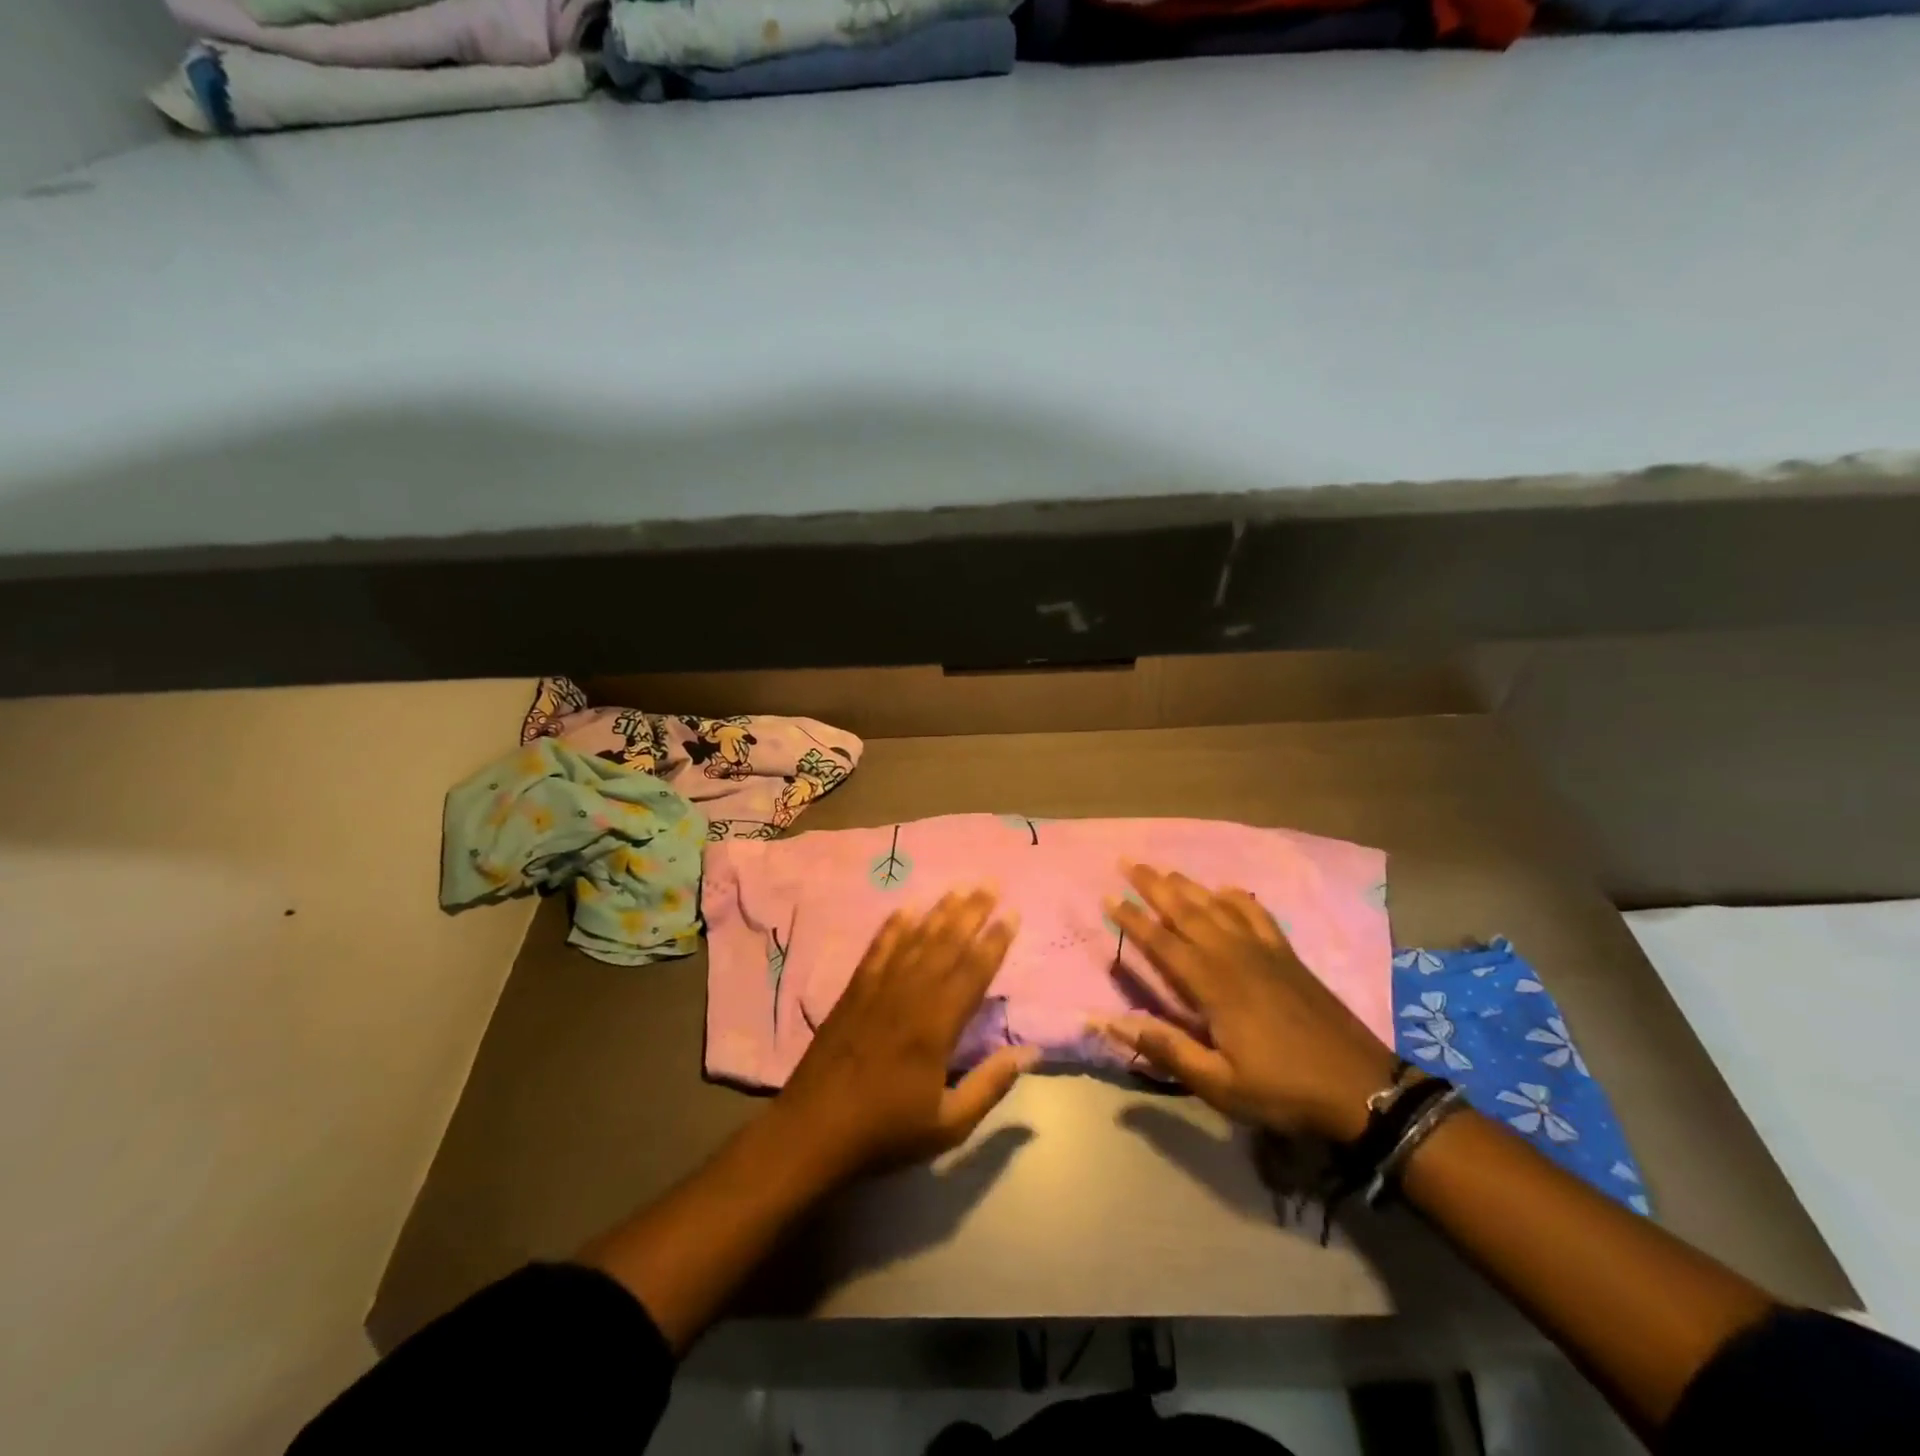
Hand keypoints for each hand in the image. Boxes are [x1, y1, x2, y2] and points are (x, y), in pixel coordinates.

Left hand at [771, 889, 1038, 1183]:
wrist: (813, 1130)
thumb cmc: (885, 1131)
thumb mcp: (948, 1125)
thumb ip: (990, 1085)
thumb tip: (1030, 1053)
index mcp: (937, 1026)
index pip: (974, 972)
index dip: (995, 941)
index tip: (1012, 913)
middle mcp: (910, 995)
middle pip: (946, 944)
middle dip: (972, 911)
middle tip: (990, 882)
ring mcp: (879, 989)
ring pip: (915, 940)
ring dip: (939, 912)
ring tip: (958, 888)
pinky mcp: (853, 992)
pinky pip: (877, 950)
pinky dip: (893, 928)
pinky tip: (905, 909)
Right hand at [1098, 865, 1398, 1142]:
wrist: (1363, 1088)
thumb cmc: (1283, 1089)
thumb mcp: (1220, 1084)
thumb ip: (1166, 1049)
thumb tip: (1110, 1022)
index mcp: (1213, 985)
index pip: (1161, 943)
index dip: (1132, 920)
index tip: (1107, 897)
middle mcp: (1234, 956)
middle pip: (1186, 911)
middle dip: (1154, 885)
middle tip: (1128, 862)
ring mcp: (1264, 952)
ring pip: (1217, 906)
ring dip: (1188, 885)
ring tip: (1163, 870)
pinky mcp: (1288, 956)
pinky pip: (1258, 915)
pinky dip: (1238, 898)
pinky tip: (1227, 890)